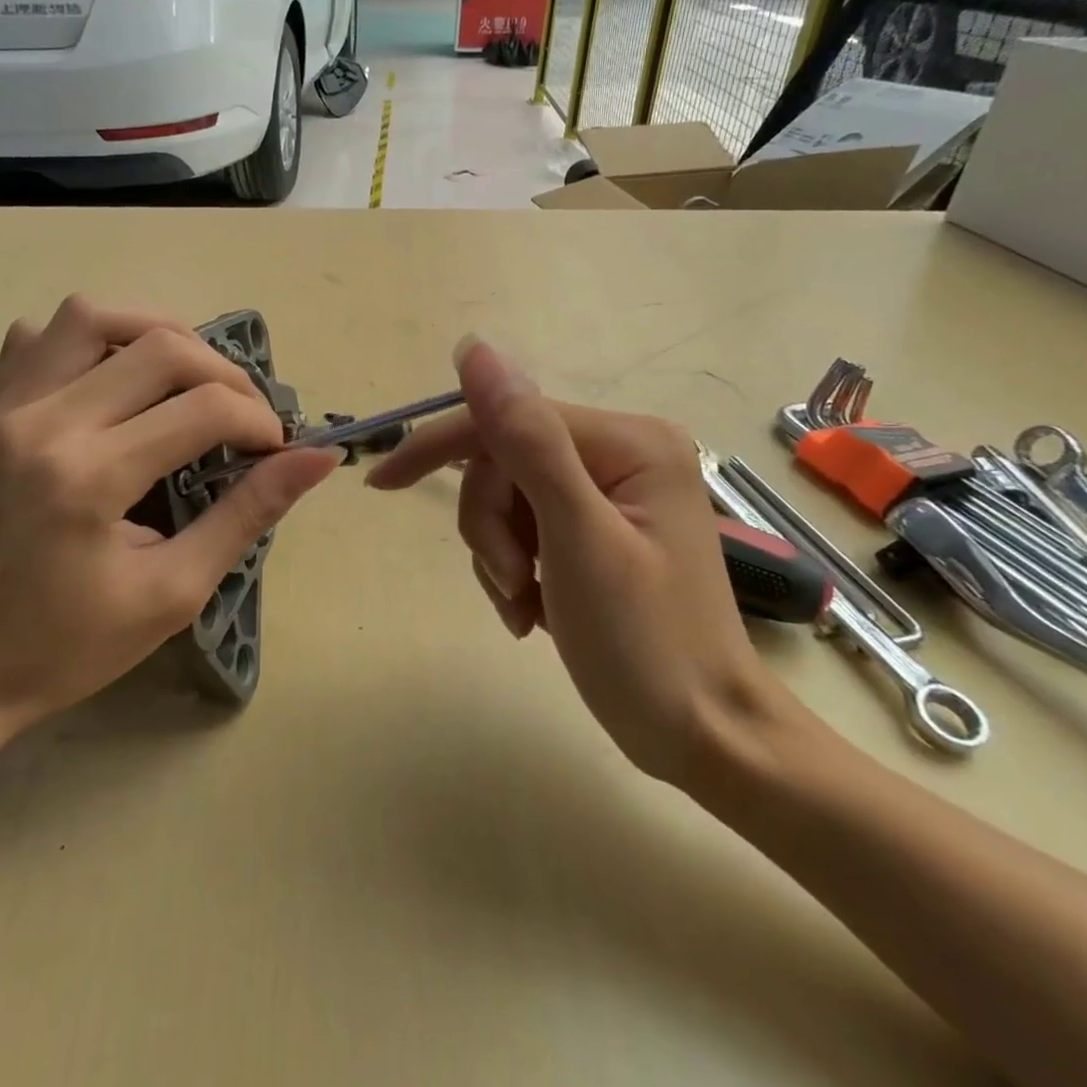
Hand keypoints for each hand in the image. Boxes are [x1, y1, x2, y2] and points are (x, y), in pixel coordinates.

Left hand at [0, 297, 337, 734]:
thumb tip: (318, 459)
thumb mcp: (174, 591)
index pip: (203, 409)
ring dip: (157, 333)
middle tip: (244, 418)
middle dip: (224, 374)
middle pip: (160, 346)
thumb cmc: (69, 645)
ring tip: (189, 378)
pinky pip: (38, 337)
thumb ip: (248, 514)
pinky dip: (88, 338)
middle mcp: (44, 422)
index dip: (258, 422)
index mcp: (90, 477)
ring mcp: (6, 408)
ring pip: (92, 315)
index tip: (276, 449)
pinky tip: (114, 377)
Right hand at [365, 337, 784, 785]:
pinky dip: (514, 570)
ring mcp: (609, 495)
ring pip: (506, 499)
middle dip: (489, 526)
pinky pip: (524, 529)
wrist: (704, 738)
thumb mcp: (577, 537)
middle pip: (503, 463)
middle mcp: (620, 454)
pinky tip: (535, 610)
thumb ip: (527, 439)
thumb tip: (475, 348)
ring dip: (498, 555)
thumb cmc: (647, 644)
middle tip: (513, 582)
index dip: (440, 448)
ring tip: (526, 605)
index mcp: (626, 442)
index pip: (506, 421)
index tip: (381, 483)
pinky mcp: (596, 531)